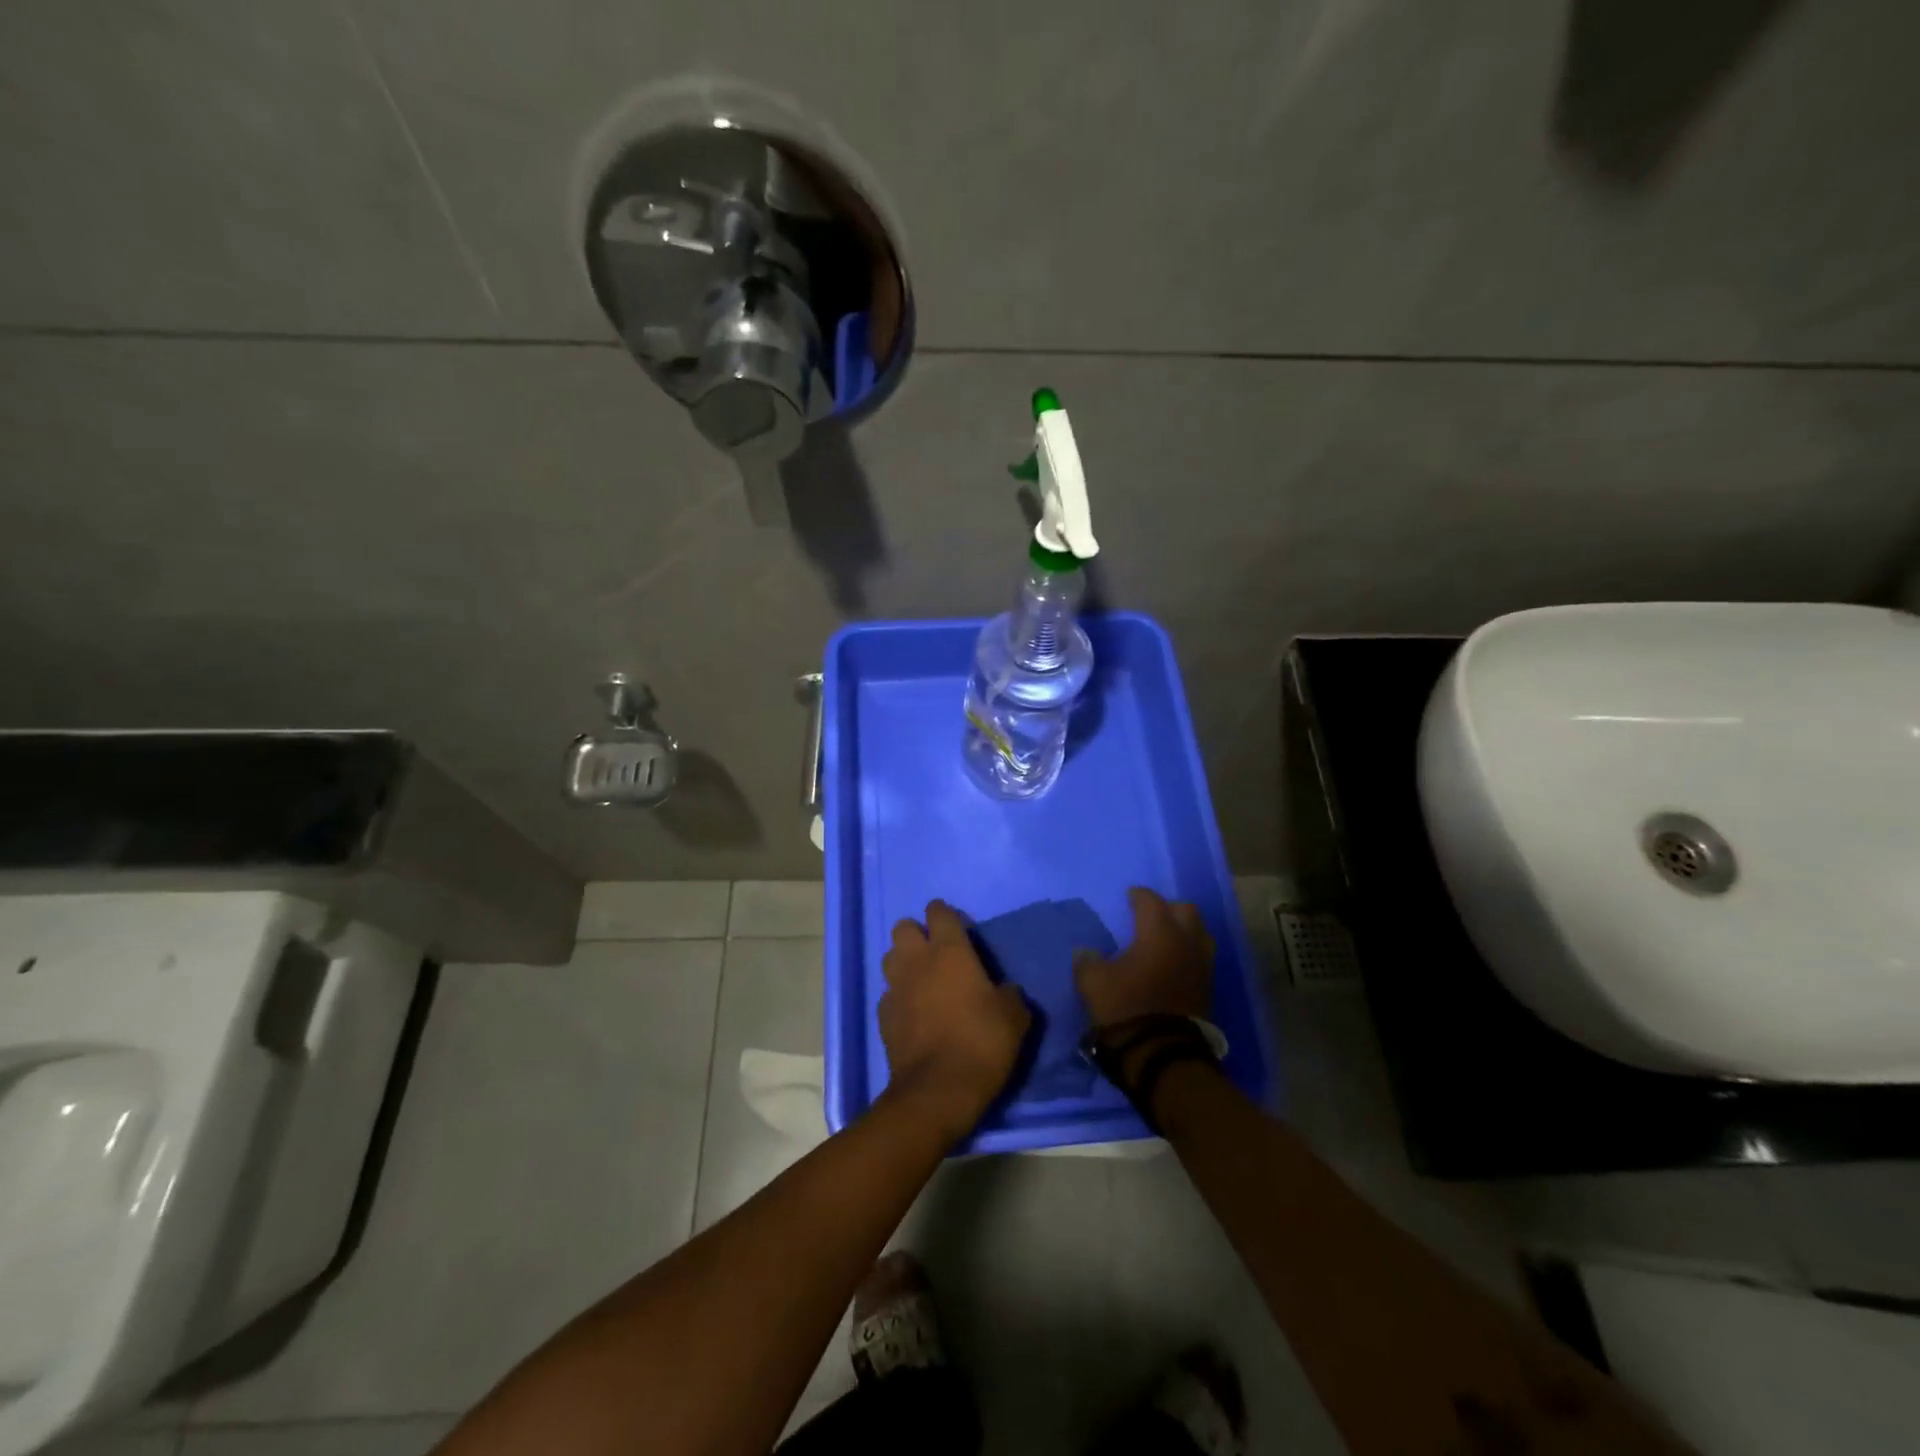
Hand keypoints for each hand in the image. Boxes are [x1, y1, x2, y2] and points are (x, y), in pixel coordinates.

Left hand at [879, 901, 1031, 1142]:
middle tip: (936, 952)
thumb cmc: (981, 1043)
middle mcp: (917, 961)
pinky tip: (913, 1013)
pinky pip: (888, 994)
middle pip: (903, 928)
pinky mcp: (883, 1017)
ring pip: (890, 958)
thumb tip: (1004, 990)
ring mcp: (895, 988)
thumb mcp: (1014, 1017)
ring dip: (904, 962)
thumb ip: (1009, 994)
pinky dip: (899, 997)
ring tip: (922, 979)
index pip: (939, 913)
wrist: (938, 1090)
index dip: (946, 914)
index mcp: (949, 951)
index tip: (958, 927)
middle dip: (917, 933)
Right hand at [1074, 887, 1213, 1028]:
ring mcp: (1202, 965)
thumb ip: (1088, 961)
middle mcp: (1186, 942)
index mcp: (1159, 932)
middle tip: (1151, 915)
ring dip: (1185, 930)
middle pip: (1186, 911)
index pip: (1151, 901)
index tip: (1129, 897)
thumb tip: (1086, 952)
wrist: (1161, 1053)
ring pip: (1200, 934)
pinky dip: (1189, 953)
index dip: (1139, 896)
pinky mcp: (1208, 988)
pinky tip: (1173, 963)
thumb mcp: (1093, 982)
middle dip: (1168, 908)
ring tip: (1166, 938)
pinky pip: (1201, 958)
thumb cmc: (1126, 1007)